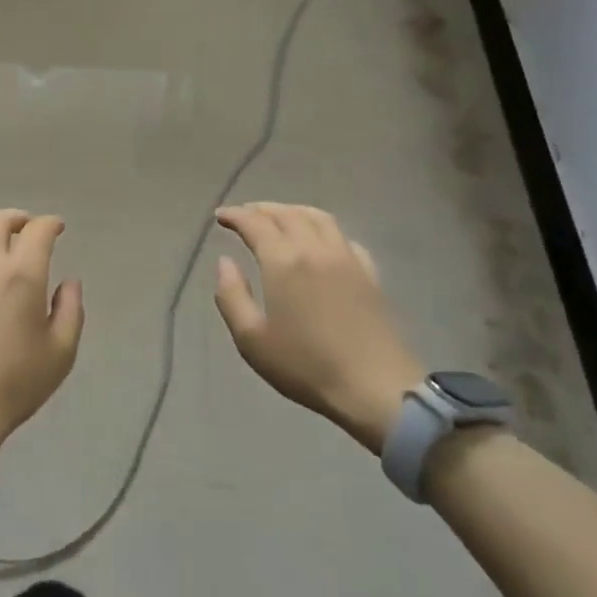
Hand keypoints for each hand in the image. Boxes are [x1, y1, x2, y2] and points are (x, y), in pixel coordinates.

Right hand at [214, 203, 424, 453]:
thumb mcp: (251, 338)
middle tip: (245, 214)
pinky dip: (323, 228)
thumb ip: (231, 295)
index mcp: (283, 261)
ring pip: (318, 217)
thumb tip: (225, 262)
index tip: (221, 216)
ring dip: (293, 211)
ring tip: (279, 217)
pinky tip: (319, 241)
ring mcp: (347, 258)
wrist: (375, 387)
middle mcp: (315, 248)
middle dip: (262, 209)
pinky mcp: (369, 273)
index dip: (235, 215)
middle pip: (287, 214)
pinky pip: (343, 237)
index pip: (255, 223)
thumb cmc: (305, 366)